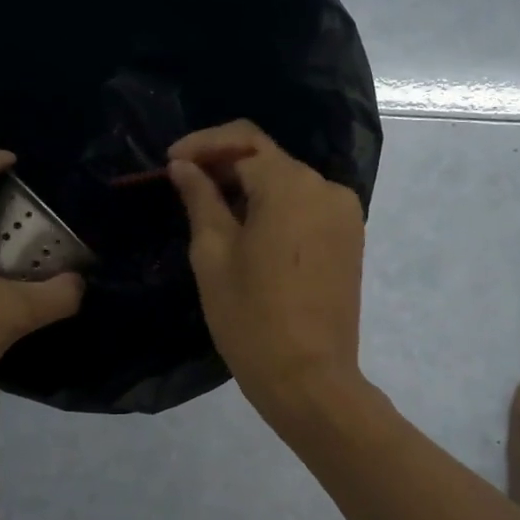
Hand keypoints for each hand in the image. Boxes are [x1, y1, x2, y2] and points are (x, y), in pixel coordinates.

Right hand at [167, 120, 366, 422]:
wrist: (309, 378)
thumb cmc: (251, 318)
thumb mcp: (213, 255)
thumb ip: (200, 199)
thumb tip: (185, 167)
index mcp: (292, 185)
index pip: (244, 140)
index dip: (203, 145)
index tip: (170, 162)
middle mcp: (326, 188)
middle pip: (269, 159)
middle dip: (225, 165)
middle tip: (185, 187)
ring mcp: (345, 214)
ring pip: (289, 184)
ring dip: (250, 188)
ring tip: (212, 212)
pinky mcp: (350, 239)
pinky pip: (307, 208)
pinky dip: (276, 208)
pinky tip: (249, 231)